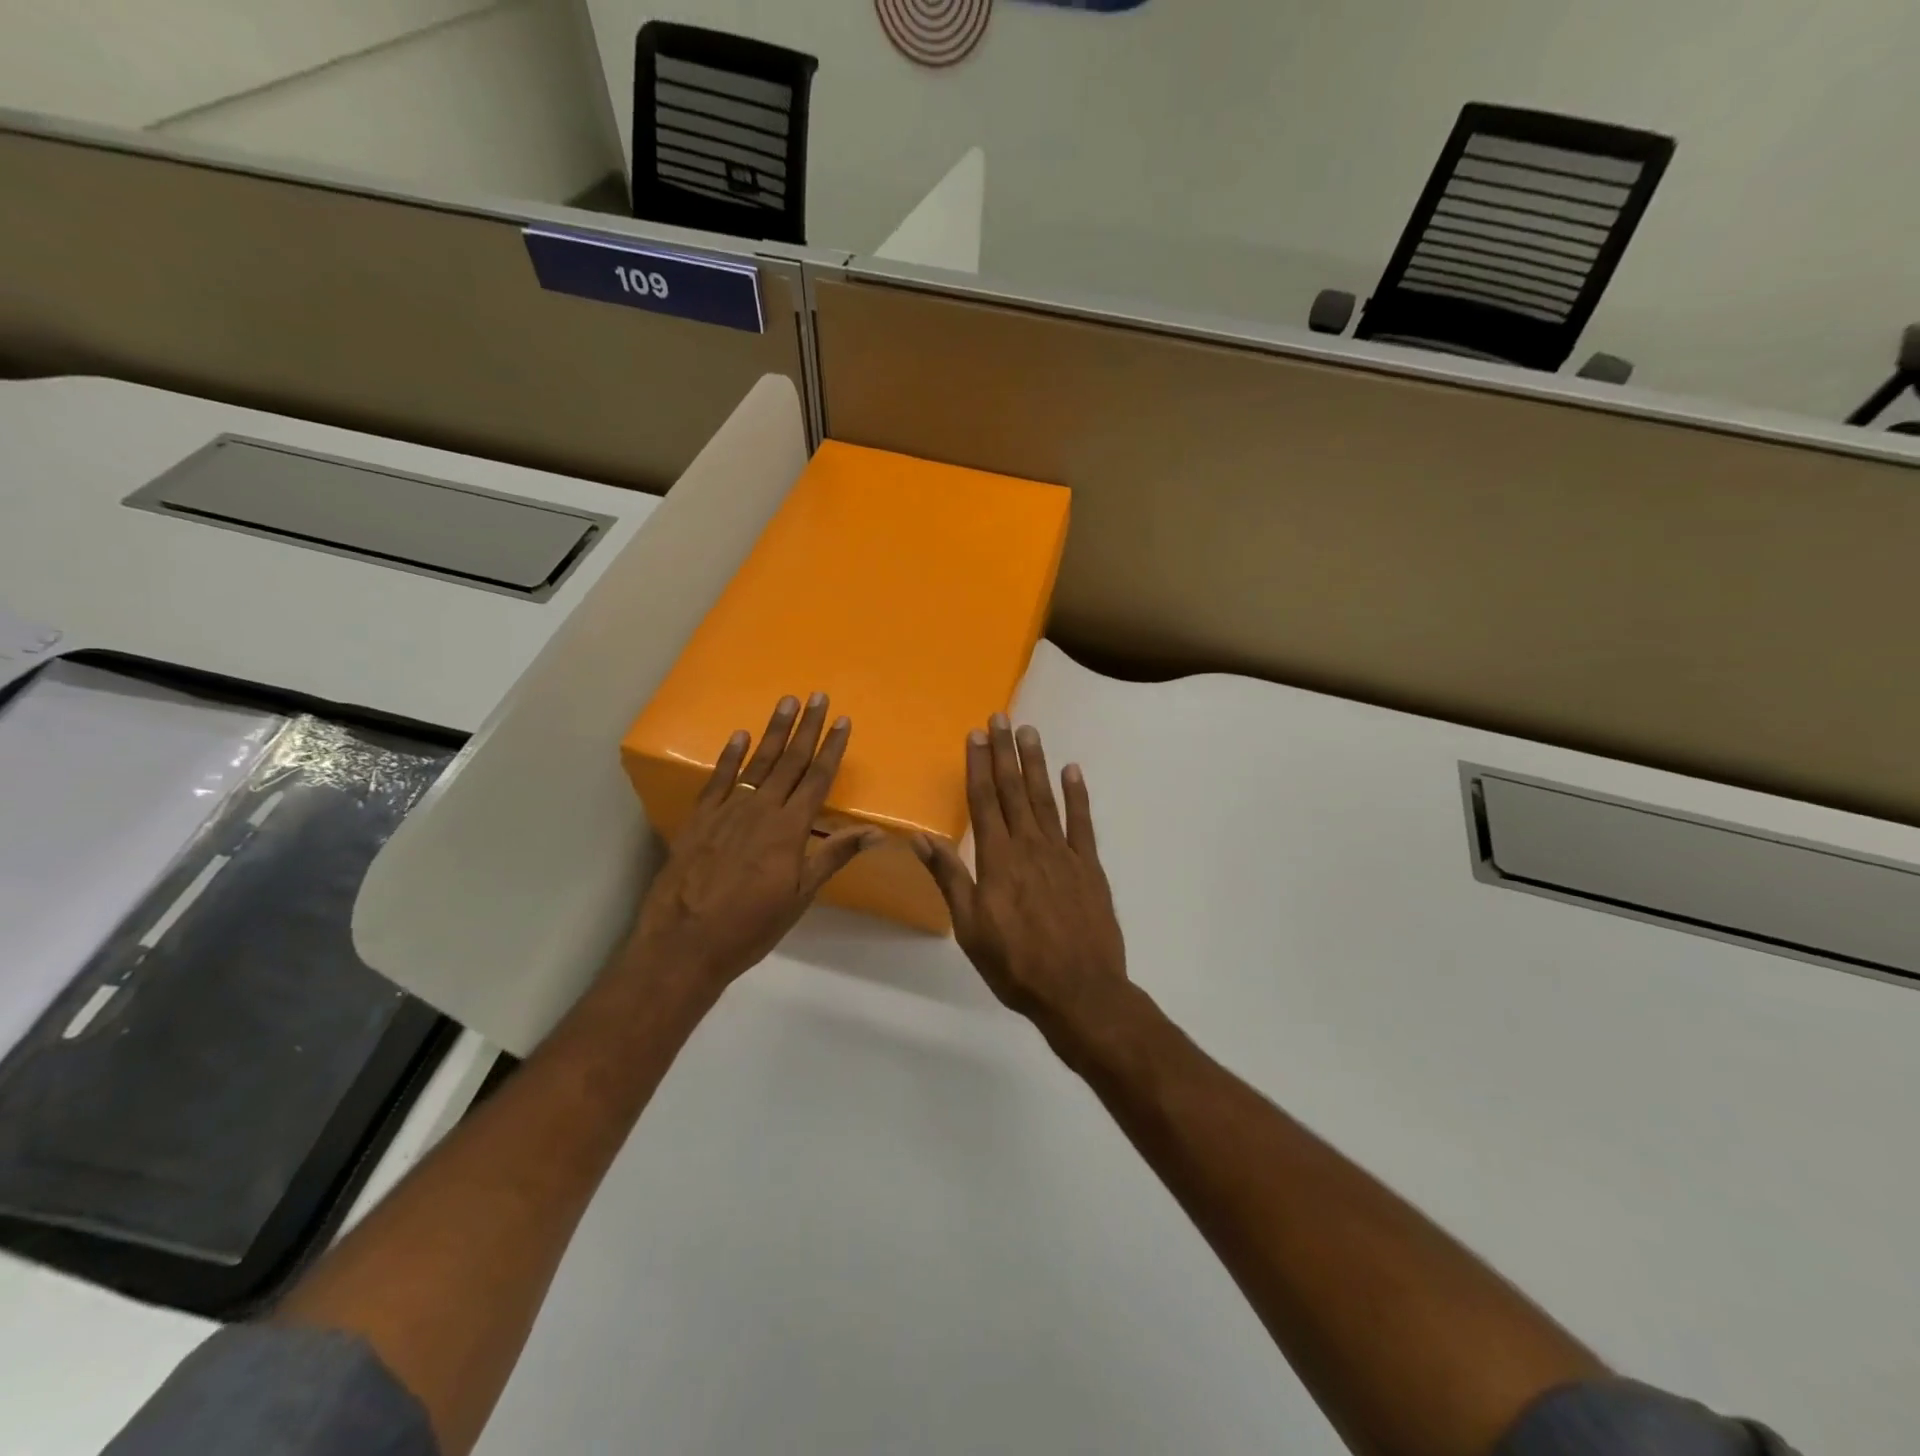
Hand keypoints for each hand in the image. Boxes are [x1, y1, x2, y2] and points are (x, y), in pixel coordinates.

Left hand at [627, 693, 881, 993]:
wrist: (684, 943)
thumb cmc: (750, 926)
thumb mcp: (799, 897)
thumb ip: (833, 856)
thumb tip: (877, 832)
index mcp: (789, 830)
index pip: (817, 779)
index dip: (832, 749)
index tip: (843, 721)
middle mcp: (761, 810)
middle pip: (789, 762)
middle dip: (806, 728)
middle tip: (817, 696)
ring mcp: (727, 811)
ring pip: (756, 763)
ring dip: (773, 731)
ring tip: (786, 703)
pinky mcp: (699, 819)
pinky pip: (718, 779)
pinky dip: (730, 756)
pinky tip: (740, 736)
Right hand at [913, 714, 1127, 1032]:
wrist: (1079, 991)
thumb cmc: (1015, 965)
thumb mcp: (969, 927)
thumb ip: (949, 878)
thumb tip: (919, 838)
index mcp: (997, 860)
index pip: (984, 802)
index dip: (978, 766)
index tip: (975, 735)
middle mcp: (1029, 846)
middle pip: (1013, 790)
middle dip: (1004, 752)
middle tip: (1000, 718)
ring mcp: (1063, 853)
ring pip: (1045, 798)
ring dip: (1036, 763)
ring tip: (1029, 732)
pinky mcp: (1090, 866)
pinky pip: (1083, 822)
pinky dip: (1077, 794)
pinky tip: (1073, 770)